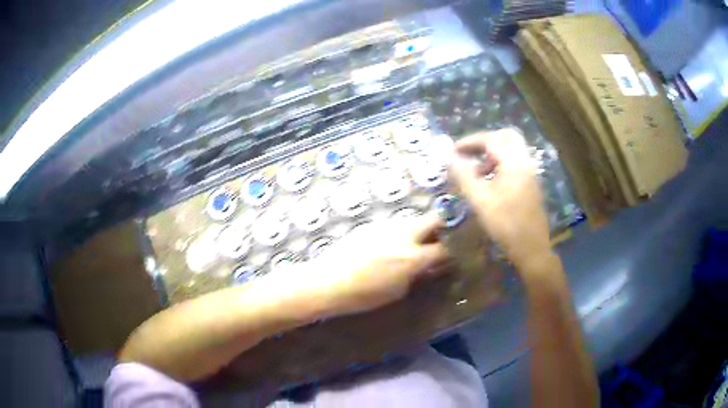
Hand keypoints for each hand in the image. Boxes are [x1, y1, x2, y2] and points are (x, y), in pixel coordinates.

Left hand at [299, 215, 448, 315]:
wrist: (326, 282)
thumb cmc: (362, 295)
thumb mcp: (396, 292)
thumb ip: (416, 275)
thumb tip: (428, 268)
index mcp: (412, 257)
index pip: (443, 249)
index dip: (452, 252)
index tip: (453, 255)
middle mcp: (403, 235)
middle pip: (433, 219)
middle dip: (442, 227)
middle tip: (443, 238)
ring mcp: (386, 226)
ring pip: (412, 220)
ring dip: (420, 229)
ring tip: (415, 244)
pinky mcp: (371, 224)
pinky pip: (394, 224)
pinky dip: (400, 232)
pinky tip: (391, 245)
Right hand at [449, 129, 551, 269]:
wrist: (531, 247)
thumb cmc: (505, 223)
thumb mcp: (480, 200)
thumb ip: (463, 176)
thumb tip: (450, 158)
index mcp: (514, 162)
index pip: (490, 139)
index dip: (469, 142)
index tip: (453, 151)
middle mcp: (525, 161)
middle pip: (507, 136)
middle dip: (486, 141)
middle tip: (470, 153)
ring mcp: (531, 172)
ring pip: (513, 149)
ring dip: (494, 153)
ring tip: (477, 172)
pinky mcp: (532, 184)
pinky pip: (516, 162)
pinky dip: (502, 163)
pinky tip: (491, 182)